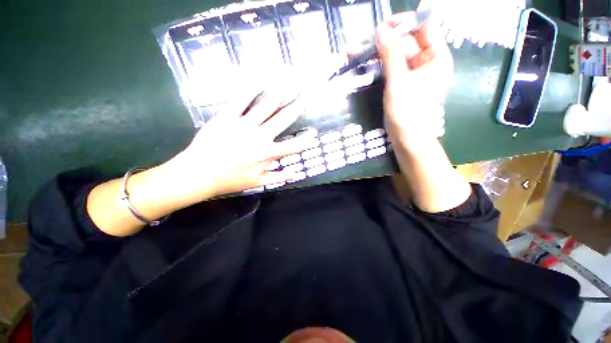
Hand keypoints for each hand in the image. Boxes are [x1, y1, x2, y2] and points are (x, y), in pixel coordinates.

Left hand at [165, 90, 315, 199]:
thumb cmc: (229, 180)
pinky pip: (240, 100)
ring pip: (268, 105)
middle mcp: (260, 136)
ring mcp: (244, 124)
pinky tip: (261, 77)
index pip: (292, 147)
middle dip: (301, 102)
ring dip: (283, 90)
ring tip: (294, 77)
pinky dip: (251, 88)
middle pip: (285, 117)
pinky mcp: (227, 116)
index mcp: (267, 154)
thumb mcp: (257, 183)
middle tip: (312, 89)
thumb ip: (278, 177)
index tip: (315, 134)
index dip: (305, 141)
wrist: (198, 174)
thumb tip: (295, 174)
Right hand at [376, 13, 452, 147]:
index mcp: (435, 56)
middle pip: (407, 41)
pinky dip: (379, 65)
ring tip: (356, 53)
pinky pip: (392, 68)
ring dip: (378, 53)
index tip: (383, 27)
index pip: (424, 26)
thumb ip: (391, 55)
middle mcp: (427, 61)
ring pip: (397, 54)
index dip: (405, 22)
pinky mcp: (403, 83)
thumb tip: (381, 29)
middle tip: (363, 43)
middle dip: (385, 40)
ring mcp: (414, 73)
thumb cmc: (407, 112)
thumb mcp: (398, 82)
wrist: (407, 139)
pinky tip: (365, 65)